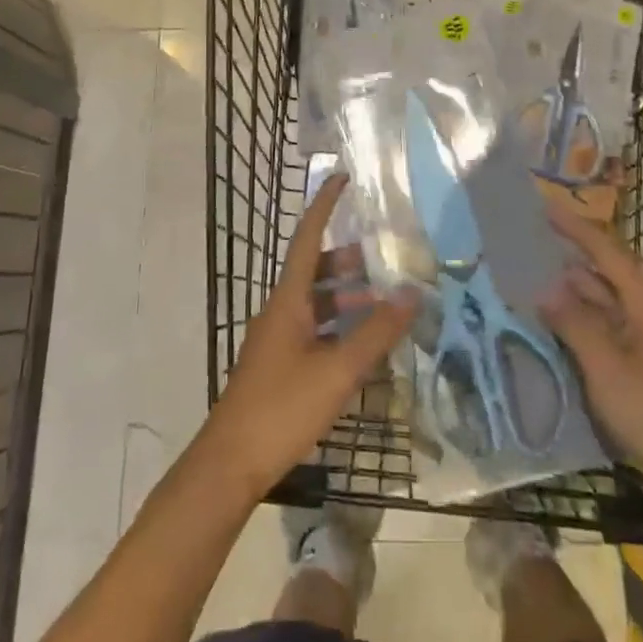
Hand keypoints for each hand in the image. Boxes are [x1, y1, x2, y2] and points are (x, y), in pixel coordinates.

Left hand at [197, 174, 416, 500]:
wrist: (231, 463)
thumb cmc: (282, 408)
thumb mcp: (338, 370)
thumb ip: (376, 332)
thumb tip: (412, 293)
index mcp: (288, 300)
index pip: (308, 238)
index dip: (324, 206)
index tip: (343, 178)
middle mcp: (281, 311)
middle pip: (315, 270)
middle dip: (349, 260)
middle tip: (386, 257)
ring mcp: (278, 339)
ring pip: (317, 302)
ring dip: (348, 297)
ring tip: (385, 301)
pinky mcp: (281, 365)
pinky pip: (315, 329)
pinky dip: (341, 326)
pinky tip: (365, 344)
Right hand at [539, 209, 642, 541]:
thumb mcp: (606, 367)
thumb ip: (573, 323)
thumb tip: (545, 288)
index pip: (604, 249)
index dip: (573, 227)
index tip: (541, 206)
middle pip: (602, 271)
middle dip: (565, 257)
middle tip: (523, 244)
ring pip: (600, 301)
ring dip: (568, 292)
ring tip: (526, 278)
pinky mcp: (641, 362)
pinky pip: (603, 328)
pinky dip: (577, 321)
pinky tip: (548, 323)